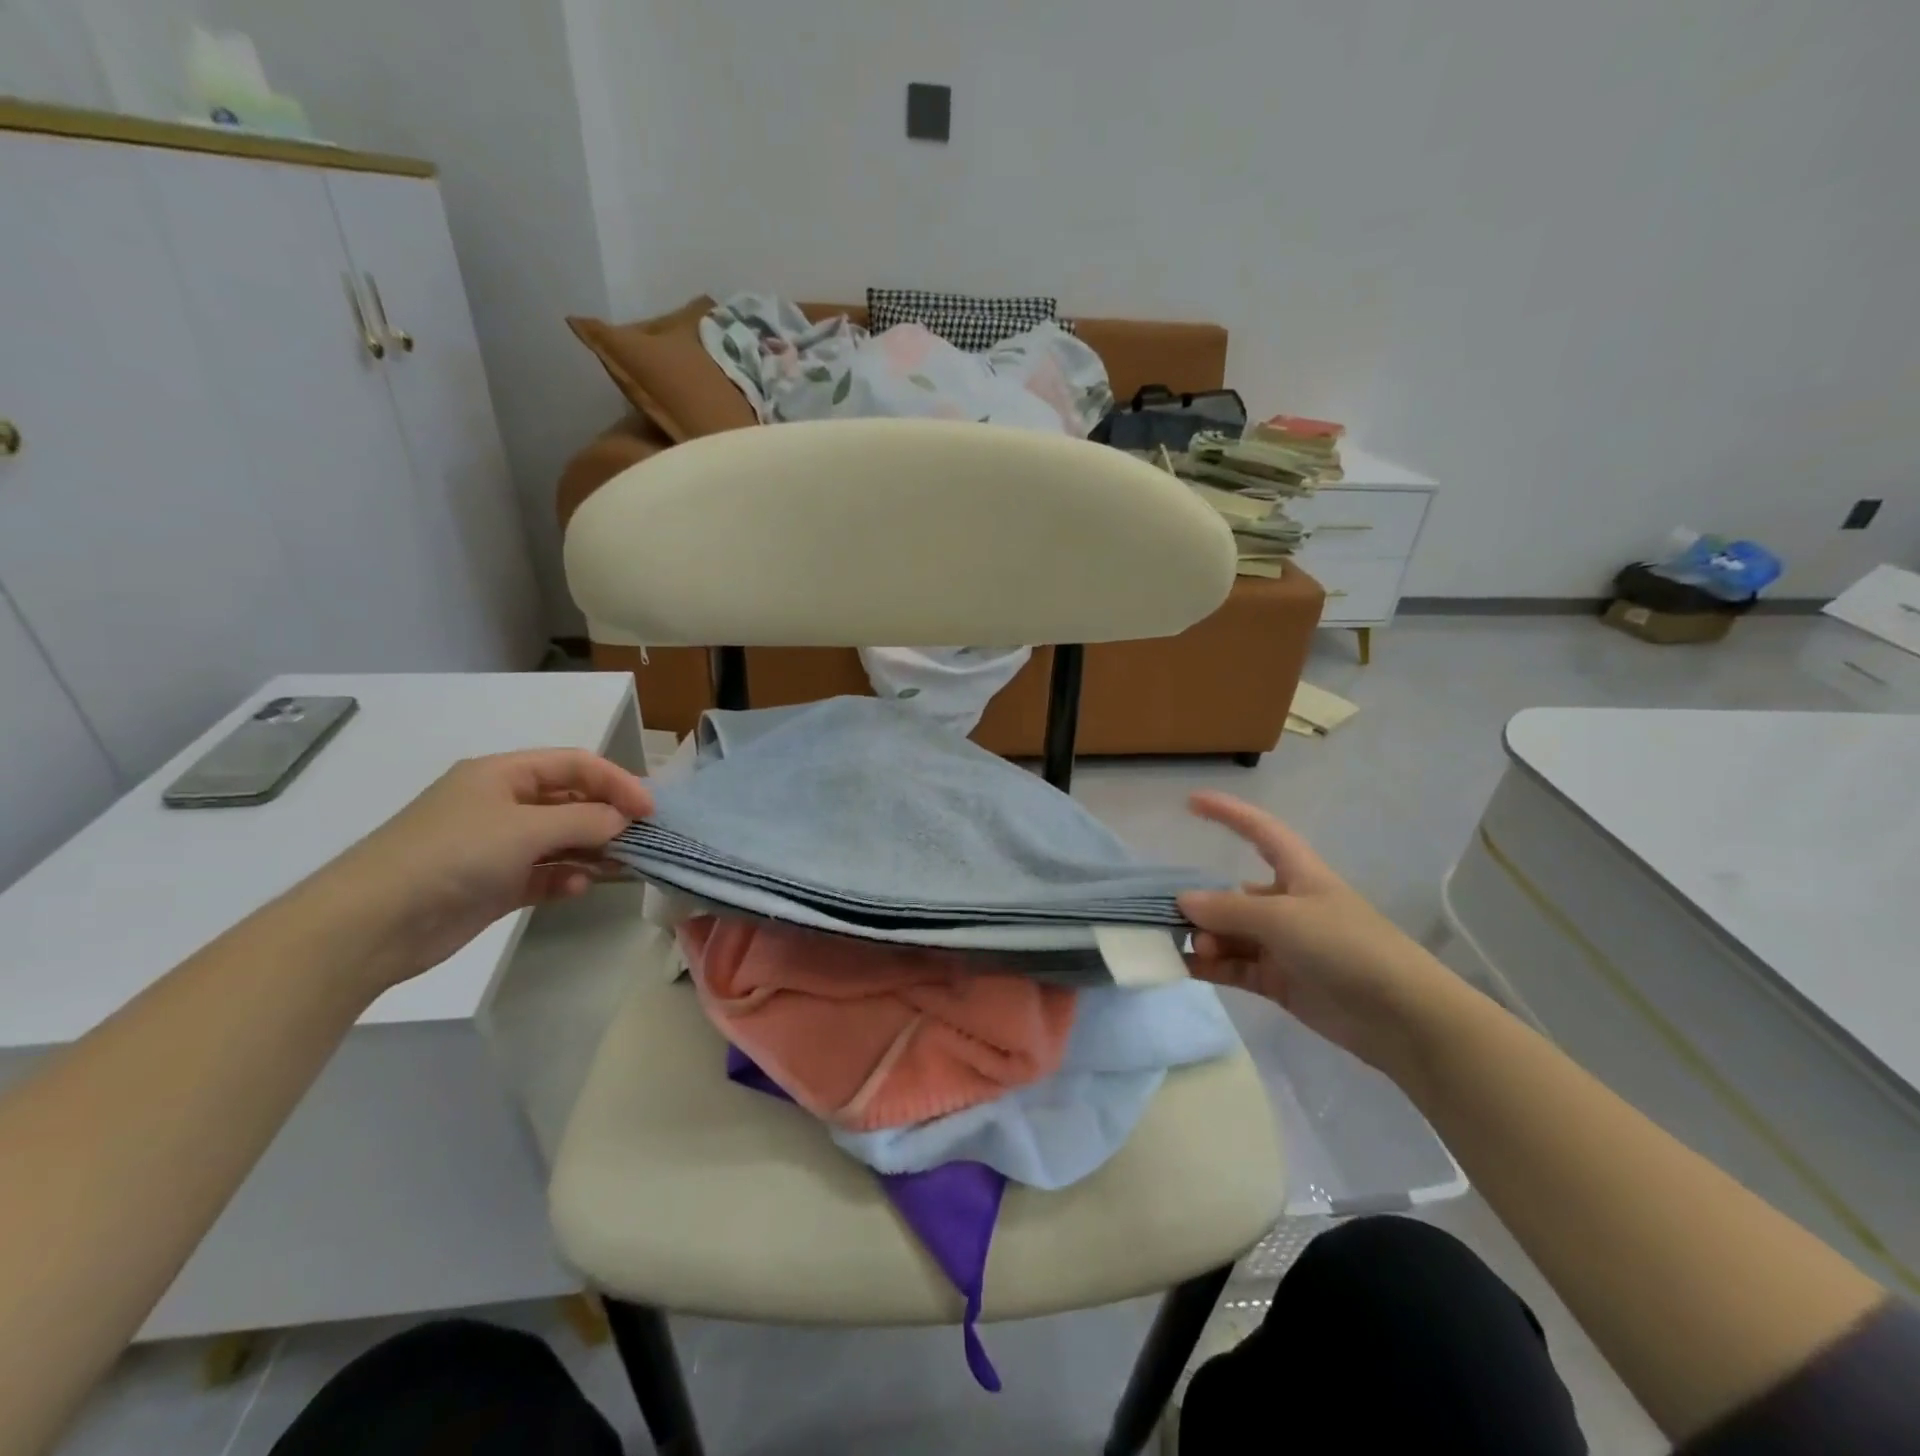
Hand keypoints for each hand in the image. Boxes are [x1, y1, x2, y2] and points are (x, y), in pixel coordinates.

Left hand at [312, 749, 652, 989]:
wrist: (372, 923)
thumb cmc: (453, 856)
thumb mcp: (525, 829)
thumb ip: (584, 820)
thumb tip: (622, 820)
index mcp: (503, 775)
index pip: (575, 765)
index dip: (616, 781)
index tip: (649, 810)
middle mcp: (502, 804)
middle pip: (570, 801)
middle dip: (607, 817)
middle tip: (642, 839)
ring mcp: (497, 846)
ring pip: (561, 839)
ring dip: (591, 849)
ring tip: (620, 866)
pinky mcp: (493, 884)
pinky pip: (543, 873)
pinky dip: (565, 878)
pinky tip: (578, 888)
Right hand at [1178, 792, 1446, 1071]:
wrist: (1401, 1017)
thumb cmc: (1346, 946)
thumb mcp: (1283, 918)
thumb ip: (1228, 910)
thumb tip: (1182, 901)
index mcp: (1298, 874)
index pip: (1260, 831)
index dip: (1228, 813)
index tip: (1190, 801)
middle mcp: (1287, 905)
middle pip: (1233, 894)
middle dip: (1202, 901)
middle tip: (1168, 914)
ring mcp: (1283, 945)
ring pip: (1230, 933)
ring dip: (1205, 938)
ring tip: (1190, 948)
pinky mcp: (1280, 981)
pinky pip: (1235, 967)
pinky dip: (1211, 967)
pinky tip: (1184, 968)